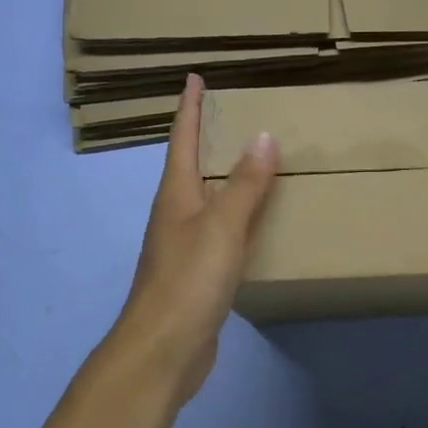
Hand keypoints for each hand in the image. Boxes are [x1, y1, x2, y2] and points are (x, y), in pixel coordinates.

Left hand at [110, 73, 278, 405]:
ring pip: (205, 200)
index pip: (183, 140)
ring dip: (224, 178)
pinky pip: (219, 232)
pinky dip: (236, 217)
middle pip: (191, 166)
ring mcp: (182, 246)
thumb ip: (245, 184)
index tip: (195, 78)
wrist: (163, 350)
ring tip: (252, 162)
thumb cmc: (188, 280)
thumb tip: (263, 136)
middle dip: (208, 139)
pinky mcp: (195, 274)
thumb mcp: (222, 227)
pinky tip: (255, 223)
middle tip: (234, 115)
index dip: (189, 108)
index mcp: (176, 195)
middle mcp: (175, 214)